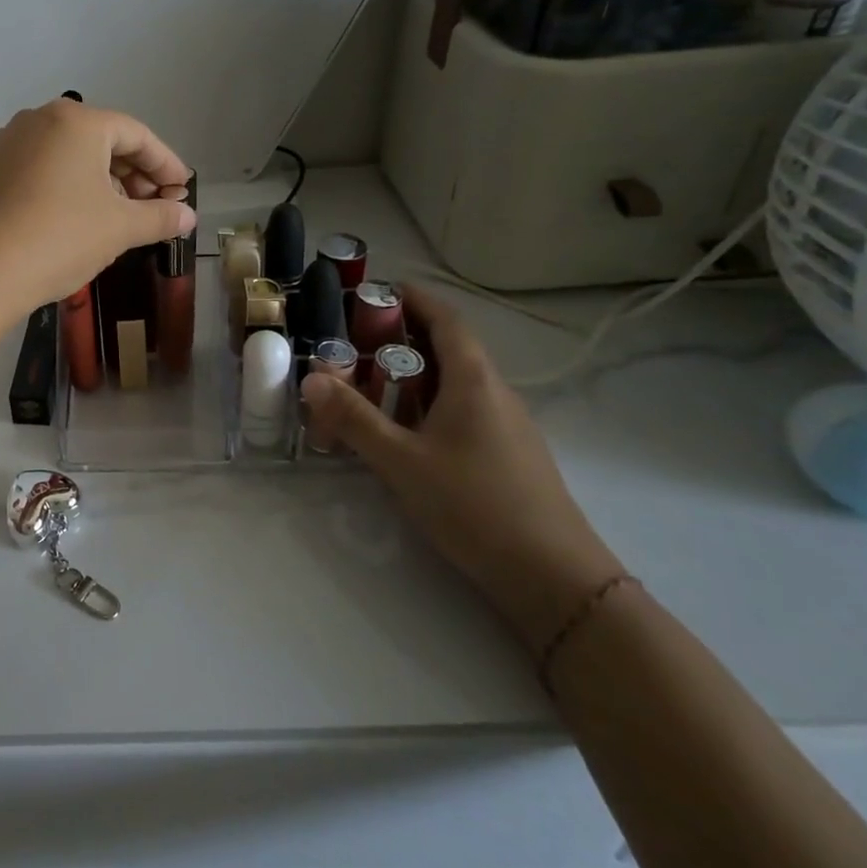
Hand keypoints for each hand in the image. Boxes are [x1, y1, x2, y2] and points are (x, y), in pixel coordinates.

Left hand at [0, 99, 194, 320]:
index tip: (183, 191)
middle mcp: (39, 119)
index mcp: (77, 120)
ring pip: (69, 153)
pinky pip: (40, 166)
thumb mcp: (120, 228)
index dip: (166, 164)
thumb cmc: (61, 238)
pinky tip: (76, 210)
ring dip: (101, 179)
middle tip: (156, 207)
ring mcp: (9, 141)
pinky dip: (65, 183)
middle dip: (134, 174)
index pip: (136, 135)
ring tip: (121, 213)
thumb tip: (188, 216)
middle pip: (101, 140)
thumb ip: (160, 217)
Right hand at [299, 286, 621, 650]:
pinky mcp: (510, 455)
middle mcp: (496, 393)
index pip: (446, 319)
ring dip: (416, 374)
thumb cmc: (474, 506)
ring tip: (372, 384)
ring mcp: (508, 425)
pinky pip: (465, 410)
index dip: (414, 298)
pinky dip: (431, 404)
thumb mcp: (401, 461)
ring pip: (457, 383)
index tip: (378, 289)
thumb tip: (311, 378)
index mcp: (474, 381)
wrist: (554, 578)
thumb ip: (354, 418)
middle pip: (450, 348)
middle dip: (405, 337)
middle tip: (357, 341)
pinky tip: (408, 433)